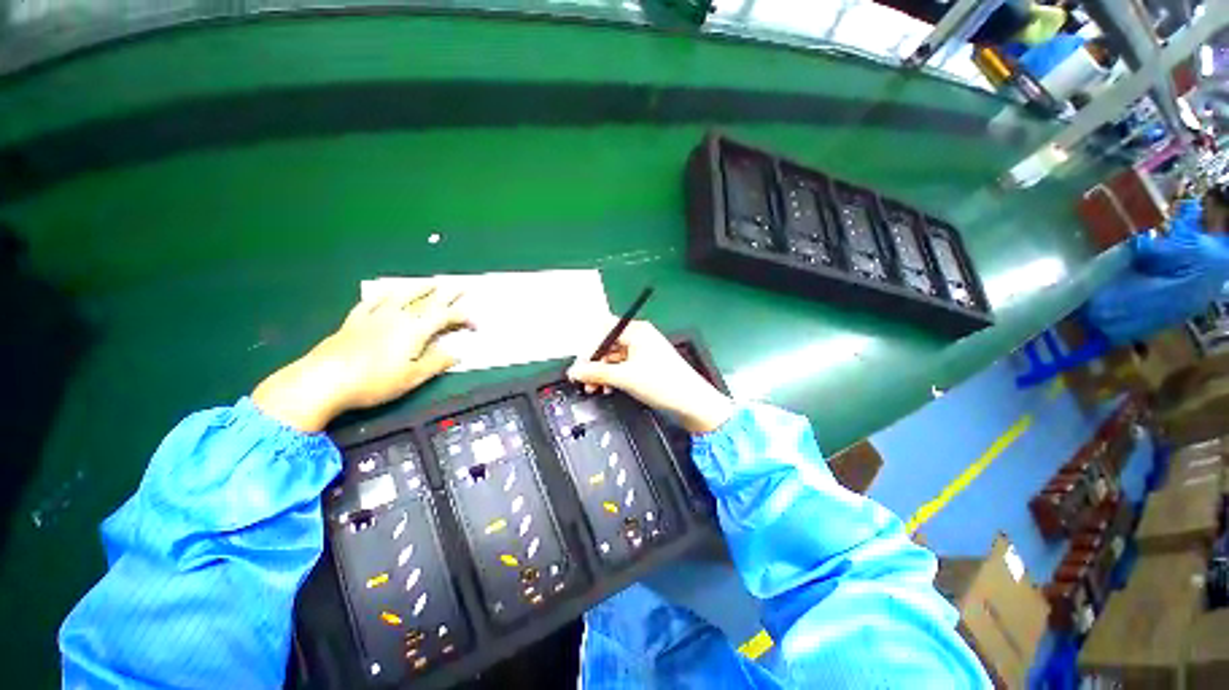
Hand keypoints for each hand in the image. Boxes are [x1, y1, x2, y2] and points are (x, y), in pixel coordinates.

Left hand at [253, 286, 470, 431]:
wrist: (322, 381)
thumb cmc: (373, 382)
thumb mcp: (412, 377)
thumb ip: (436, 363)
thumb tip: (456, 353)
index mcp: (415, 329)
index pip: (446, 317)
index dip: (464, 317)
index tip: (476, 324)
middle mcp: (398, 317)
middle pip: (428, 300)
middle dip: (448, 293)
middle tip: (463, 286)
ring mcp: (374, 316)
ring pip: (401, 295)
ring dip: (419, 288)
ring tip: (431, 282)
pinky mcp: (354, 321)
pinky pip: (372, 302)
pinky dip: (383, 295)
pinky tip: (386, 293)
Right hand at [567, 320, 733, 433]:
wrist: (692, 403)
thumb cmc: (661, 383)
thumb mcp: (625, 377)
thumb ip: (596, 373)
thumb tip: (574, 371)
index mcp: (637, 331)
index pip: (603, 331)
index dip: (588, 348)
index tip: (578, 367)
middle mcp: (640, 336)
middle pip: (608, 344)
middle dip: (594, 362)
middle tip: (585, 381)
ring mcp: (644, 350)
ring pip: (615, 357)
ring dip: (602, 372)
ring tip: (595, 388)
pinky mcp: (648, 364)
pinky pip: (624, 366)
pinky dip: (614, 376)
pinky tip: (609, 388)